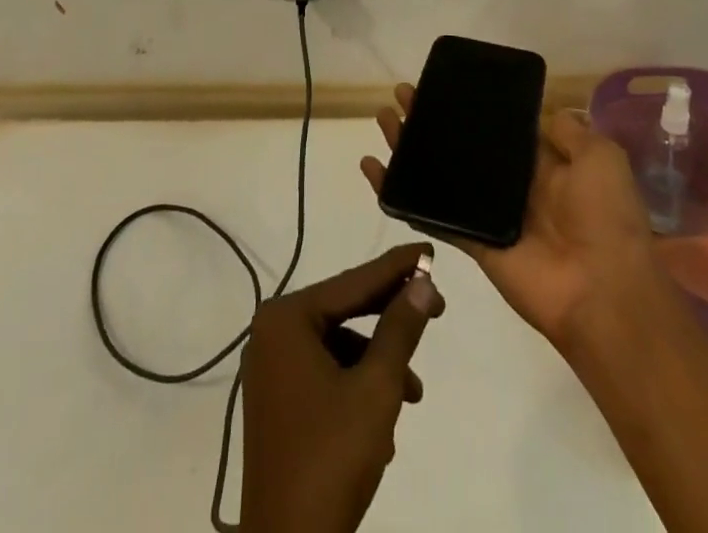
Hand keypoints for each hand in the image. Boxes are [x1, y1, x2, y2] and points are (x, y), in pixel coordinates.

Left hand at [239, 244, 444, 532]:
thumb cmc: (331, 458)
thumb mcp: (376, 388)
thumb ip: (400, 329)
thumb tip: (423, 282)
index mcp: (286, 319)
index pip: (353, 282)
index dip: (396, 268)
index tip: (429, 250)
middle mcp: (272, 333)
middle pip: (344, 310)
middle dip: (391, 315)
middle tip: (437, 308)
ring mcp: (270, 369)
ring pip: (338, 346)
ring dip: (378, 362)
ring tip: (412, 391)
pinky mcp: (276, 402)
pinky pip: (324, 373)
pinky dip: (356, 385)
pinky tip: (383, 421)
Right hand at [360, 87, 662, 349]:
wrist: (603, 292)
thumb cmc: (605, 217)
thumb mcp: (600, 158)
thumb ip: (571, 133)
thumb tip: (546, 112)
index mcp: (545, 164)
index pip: (499, 127)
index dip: (471, 106)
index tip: (444, 83)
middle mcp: (513, 185)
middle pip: (463, 145)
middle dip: (432, 119)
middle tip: (403, 95)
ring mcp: (489, 214)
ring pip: (440, 172)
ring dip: (411, 147)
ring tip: (383, 119)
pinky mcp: (471, 240)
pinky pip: (431, 212)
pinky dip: (400, 194)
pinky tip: (375, 170)